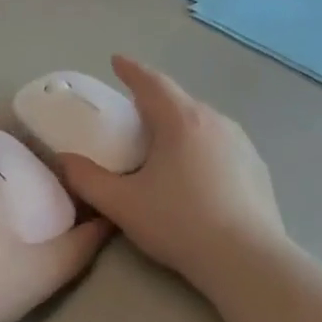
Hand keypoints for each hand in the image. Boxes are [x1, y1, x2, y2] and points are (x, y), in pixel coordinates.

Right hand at [55, 57, 284, 291]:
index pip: (151, 82)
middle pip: (179, 100)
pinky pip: (220, 144)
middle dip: (154, 100)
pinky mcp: (256, 167)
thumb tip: (64, 159)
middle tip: (132, 112)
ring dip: (179, 124)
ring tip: (162, 143)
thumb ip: (87, 179)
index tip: (116, 61)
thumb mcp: (122, 204)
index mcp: (181, 121)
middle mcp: (215, 121)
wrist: (246, 260)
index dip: (131, 70)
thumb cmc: (179, 224)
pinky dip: (200, 146)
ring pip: (202, 122)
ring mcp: (241, 143)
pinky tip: (195, 173)